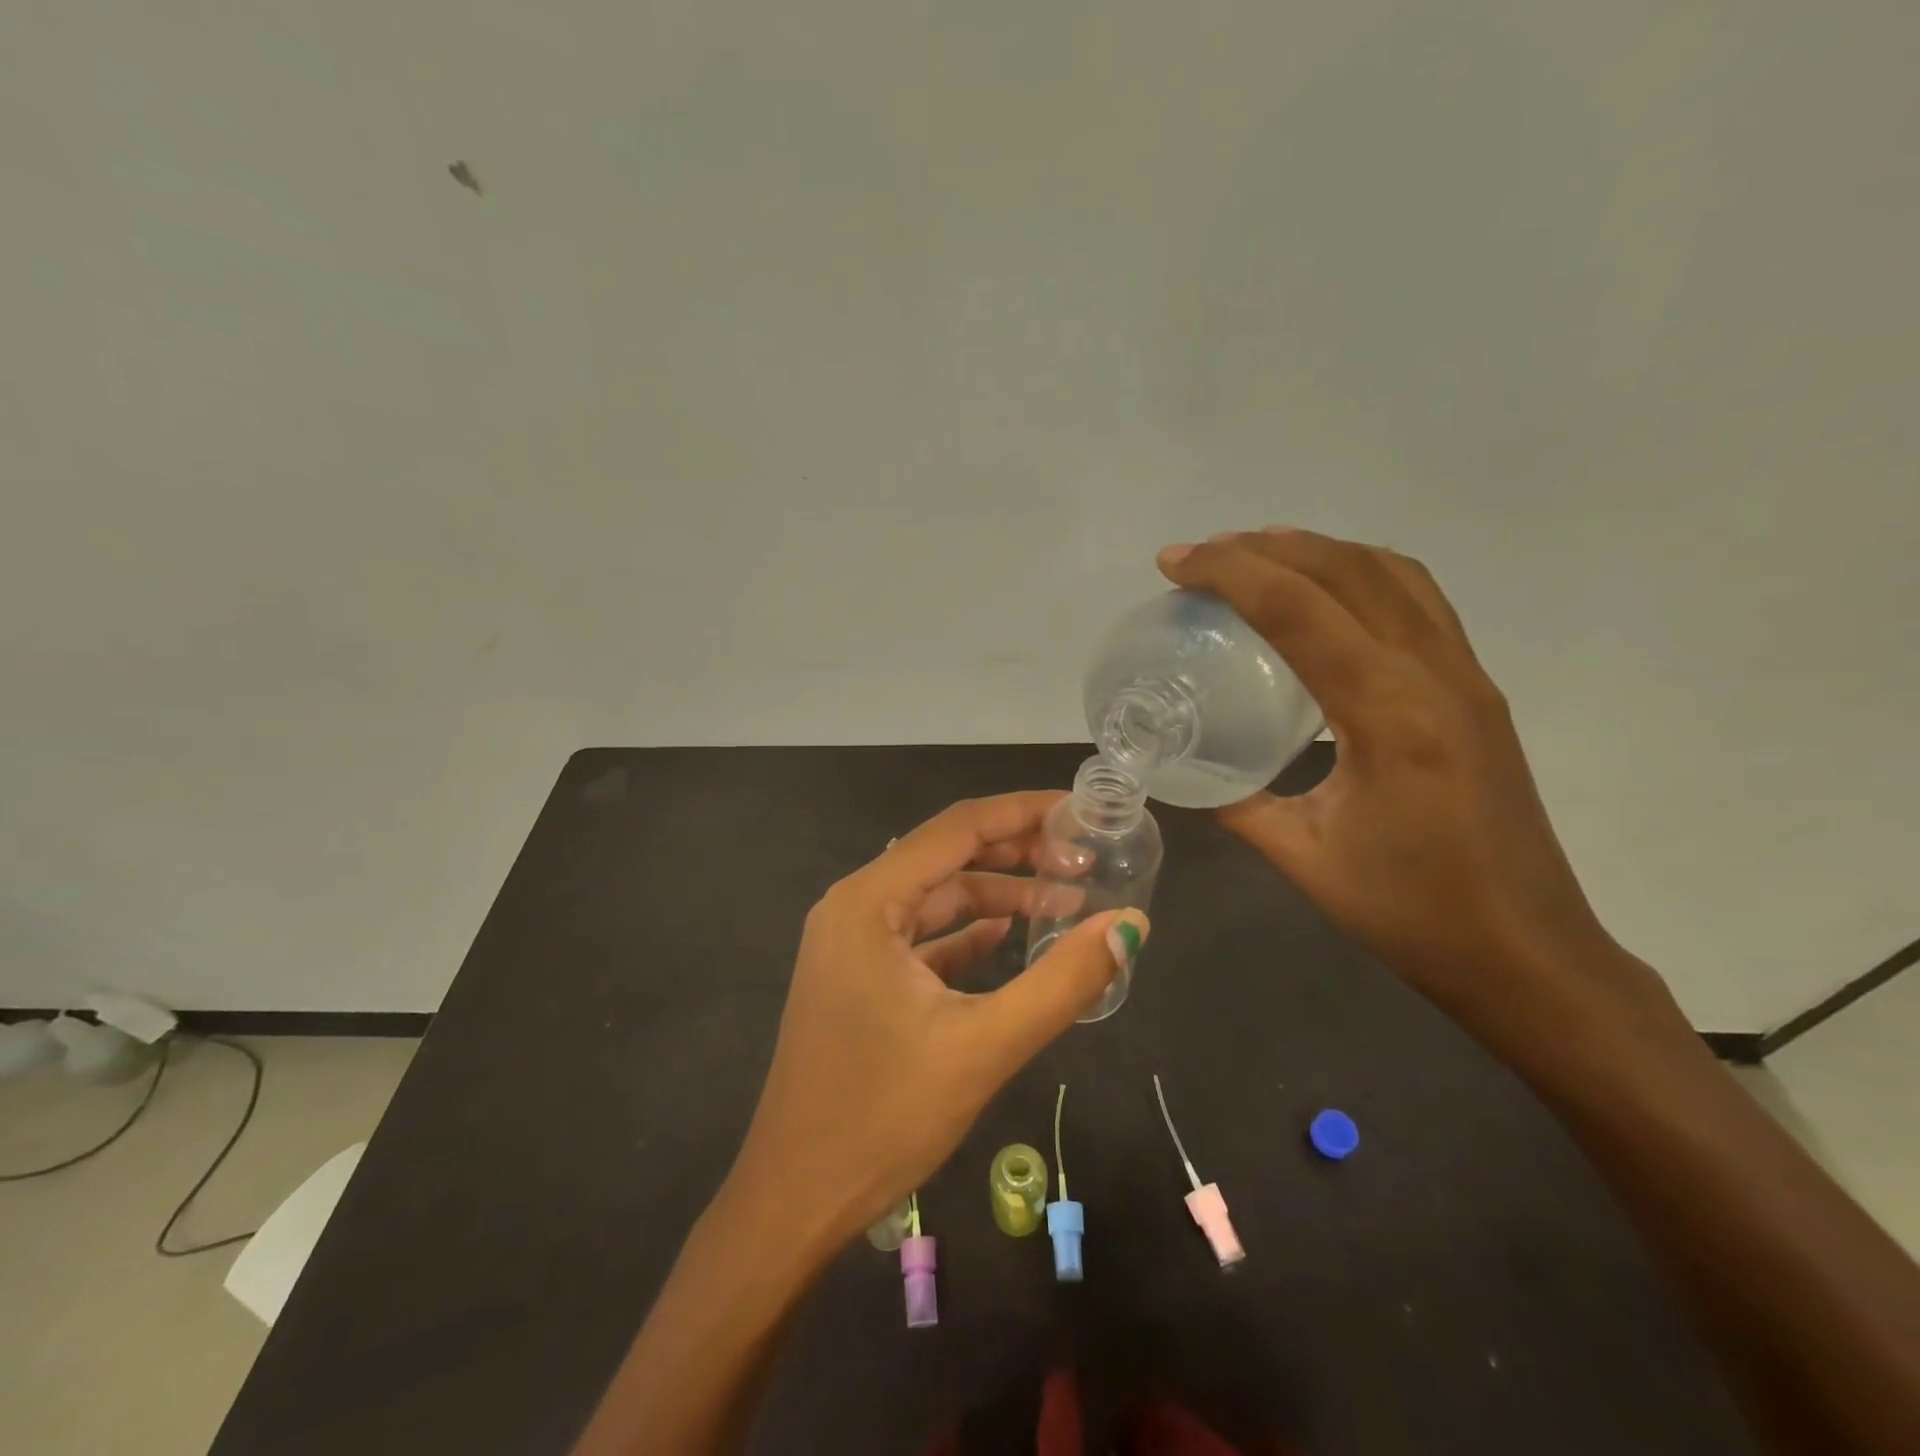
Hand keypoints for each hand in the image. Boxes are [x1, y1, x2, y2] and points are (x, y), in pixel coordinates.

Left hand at [728, 792, 1147, 1249]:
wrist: (794, 1201)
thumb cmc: (882, 1118)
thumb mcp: (983, 1046)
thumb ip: (1063, 981)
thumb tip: (1131, 924)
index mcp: (869, 901)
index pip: (957, 828)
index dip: (1022, 812)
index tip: (1080, 812)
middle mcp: (854, 907)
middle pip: (947, 856)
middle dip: (1016, 852)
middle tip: (1085, 858)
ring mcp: (852, 943)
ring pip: (936, 898)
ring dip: (997, 895)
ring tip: (1066, 900)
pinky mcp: (859, 978)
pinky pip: (922, 936)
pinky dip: (968, 932)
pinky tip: (1011, 935)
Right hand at [1159, 528, 1679, 1046]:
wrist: (1528, 954)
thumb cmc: (1413, 913)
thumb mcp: (1303, 858)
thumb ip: (1236, 804)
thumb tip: (1180, 776)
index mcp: (1389, 714)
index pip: (1298, 610)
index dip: (1228, 573)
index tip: (1172, 563)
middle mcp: (1436, 675)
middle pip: (1346, 571)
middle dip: (1265, 548)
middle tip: (1201, 556)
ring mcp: (1466, 677)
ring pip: (1392, 573)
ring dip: (1318, 550)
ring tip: (1257, 556)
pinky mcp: (1476, 691)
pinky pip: (1419, 600)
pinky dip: (1361, 574)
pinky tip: (1327, 595)